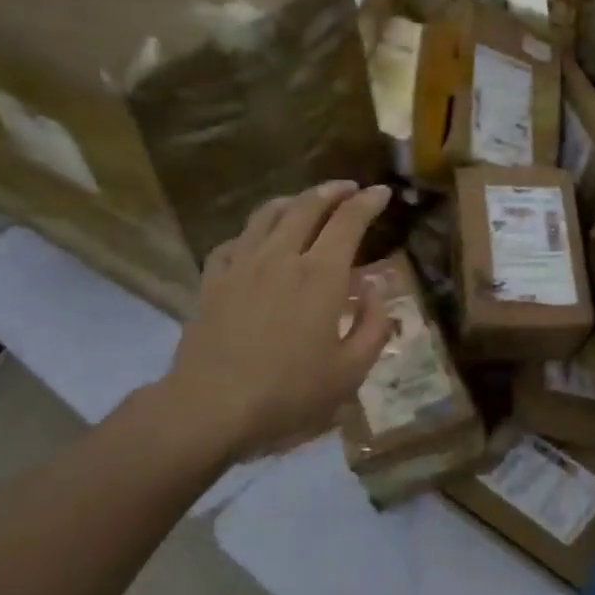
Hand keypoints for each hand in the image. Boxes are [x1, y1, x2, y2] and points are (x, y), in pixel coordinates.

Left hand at [152, 181, 394, 464]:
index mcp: (321, 275)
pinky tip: (257, 240)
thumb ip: (373, 325)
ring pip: (268, 214)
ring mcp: (242, 265)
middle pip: (307, 206)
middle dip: (333, 191)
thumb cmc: (290, 392)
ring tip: (306, 201)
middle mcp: (282, 256)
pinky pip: (235, 240)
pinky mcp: (213, 280)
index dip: (368, 202)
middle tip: (349, 188)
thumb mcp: (351, 370)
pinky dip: (254, 231)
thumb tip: (377, 288)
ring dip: (293, 201)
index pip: (349, 221)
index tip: (382, 192)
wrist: (212, 406)